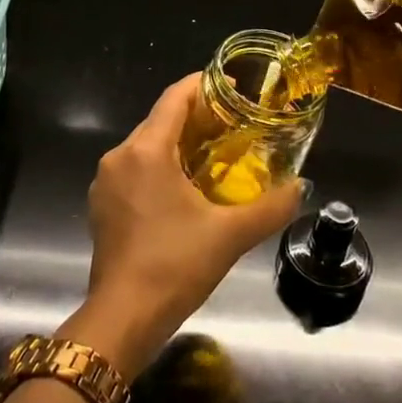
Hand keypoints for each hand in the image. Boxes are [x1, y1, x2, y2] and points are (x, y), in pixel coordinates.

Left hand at [64, 75, 304, 377]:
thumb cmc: (175, 265)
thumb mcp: (230, 235)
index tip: (233, 88)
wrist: (122, 317)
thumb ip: (270, 207)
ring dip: (178, 145)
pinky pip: (134, 171)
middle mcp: (119, 156)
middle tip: (234, 127)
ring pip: (146, 147)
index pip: (174, 98)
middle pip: (160, 121)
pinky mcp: (101, 205)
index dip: (204, 85)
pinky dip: (160, 168)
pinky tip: (184, 190)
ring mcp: (105, 182)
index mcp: (146, 150)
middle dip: (196, 118)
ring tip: (215, 158)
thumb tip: (300, 187)